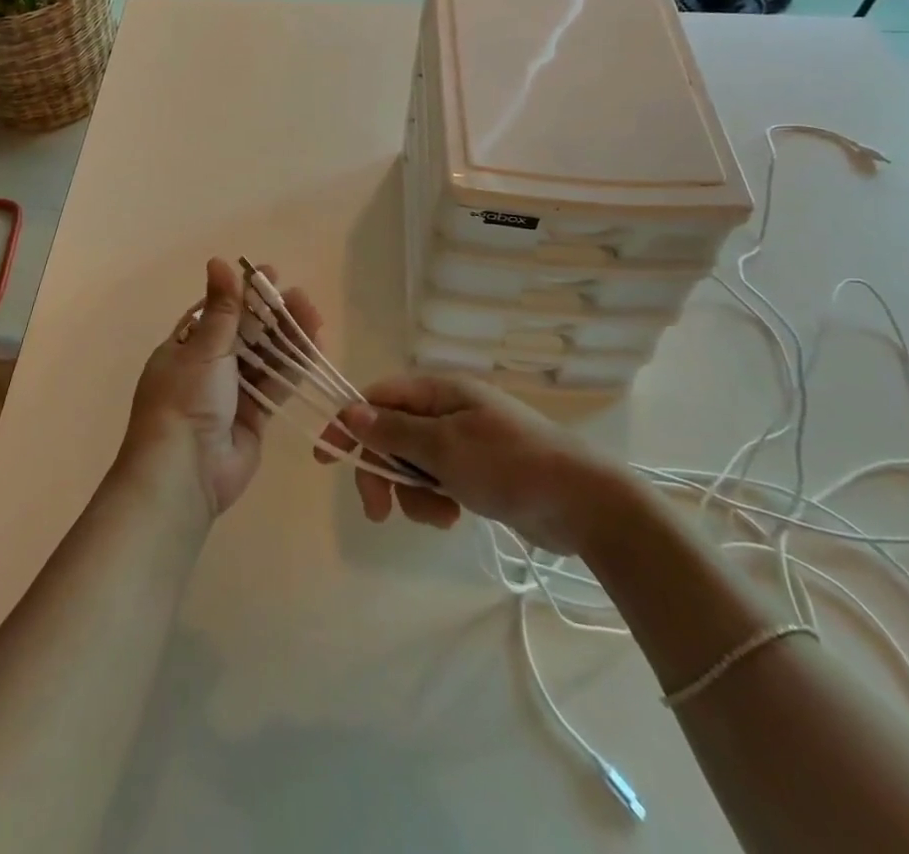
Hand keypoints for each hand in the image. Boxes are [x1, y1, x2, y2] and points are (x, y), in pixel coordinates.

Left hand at [121, 257, 322, 521]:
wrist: (184, 473)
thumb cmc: (186, 400)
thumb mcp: (203, 348)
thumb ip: (222, 308)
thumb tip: (218, 260)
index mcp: (183, 347)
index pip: (216, 311)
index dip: (242, 293)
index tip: (269, 274)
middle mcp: (206, 368)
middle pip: (244, 333)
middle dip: (271, 314)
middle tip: (300, 296)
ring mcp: (231, 394)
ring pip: (263, 358)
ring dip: (286, 337)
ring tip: (314, 314)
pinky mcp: (254, 418)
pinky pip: (276, 385)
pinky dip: (293, 367)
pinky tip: (315, 347)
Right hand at [317, 375, 629, 556]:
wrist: (583, 503)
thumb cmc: (510, 465)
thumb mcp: (445, 448)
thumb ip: (394, 432)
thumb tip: (350, 411)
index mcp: (440, 391)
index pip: (378, 398)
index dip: (349, 424)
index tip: (325, 456)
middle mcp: (447, 411)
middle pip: (391, 434)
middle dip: (382, 470)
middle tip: (378, 510)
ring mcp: (463, 442)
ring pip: (411, 463)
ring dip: (412, 492)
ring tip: (438, 514)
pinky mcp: (476, 472)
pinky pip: (436, 482)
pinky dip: (434, 500)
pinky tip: (453, 517)